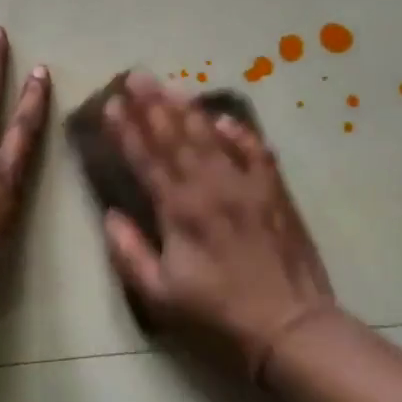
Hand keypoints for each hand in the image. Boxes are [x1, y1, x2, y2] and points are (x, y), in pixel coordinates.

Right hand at [102, 74, 341, 381]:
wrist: (290, 325)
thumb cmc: (218, 313)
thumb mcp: (160, 295)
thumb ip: (129, 253)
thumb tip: (111, 216)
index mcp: (179, 210)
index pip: (145, 159)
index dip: (126, 130)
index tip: (112, 104)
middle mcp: (209, 187)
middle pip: (176, 137)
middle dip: (153, 104)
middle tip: (137, 76)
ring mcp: (245, 185)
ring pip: (211, 136)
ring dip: (188, 109)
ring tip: (171, 85)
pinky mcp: (274, 191)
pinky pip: (255, 151)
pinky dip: (239, 132)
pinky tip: (225, 118)